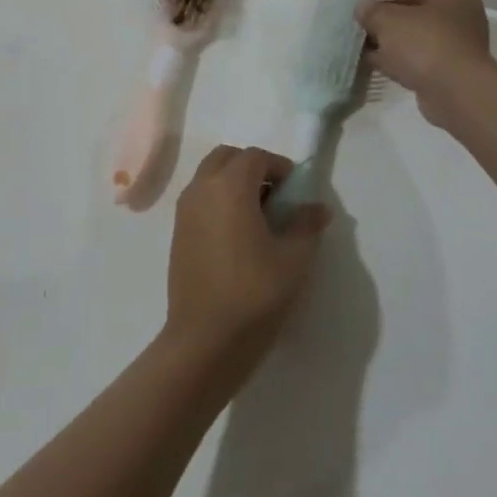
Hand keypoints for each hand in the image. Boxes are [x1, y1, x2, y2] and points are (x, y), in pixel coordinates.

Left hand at [166, 147, 330, 369]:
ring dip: (233, 183)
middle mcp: (201, 188)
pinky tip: (237, 235)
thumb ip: (307, 225)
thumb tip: (318, 208)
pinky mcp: (178, 232)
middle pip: (226, 158)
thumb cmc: (255, 294)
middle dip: (252, 167)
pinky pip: (200, 199)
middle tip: (276, 196)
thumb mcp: (294, 260)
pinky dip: (218, 200)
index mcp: (229, 186)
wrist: (205, 340)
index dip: (278, 166)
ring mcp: (184, 210)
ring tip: (259, 217)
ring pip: (209, 176)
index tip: (296, 189)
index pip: (255, 156)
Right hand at [356, 0, 496, 128]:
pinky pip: (416, 58)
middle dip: (386, 16)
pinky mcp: (447, 72)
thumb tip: (363, 7)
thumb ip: (372, 10)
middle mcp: (459, 17)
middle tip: (361, 19)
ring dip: (389, 39)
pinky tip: (373, 60)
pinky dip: (396, 58)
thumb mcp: (389, 20)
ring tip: (360, 40)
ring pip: (414, 37)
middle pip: (415, 11)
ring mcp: (455, 46)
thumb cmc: (425, 43)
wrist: (455, 93)